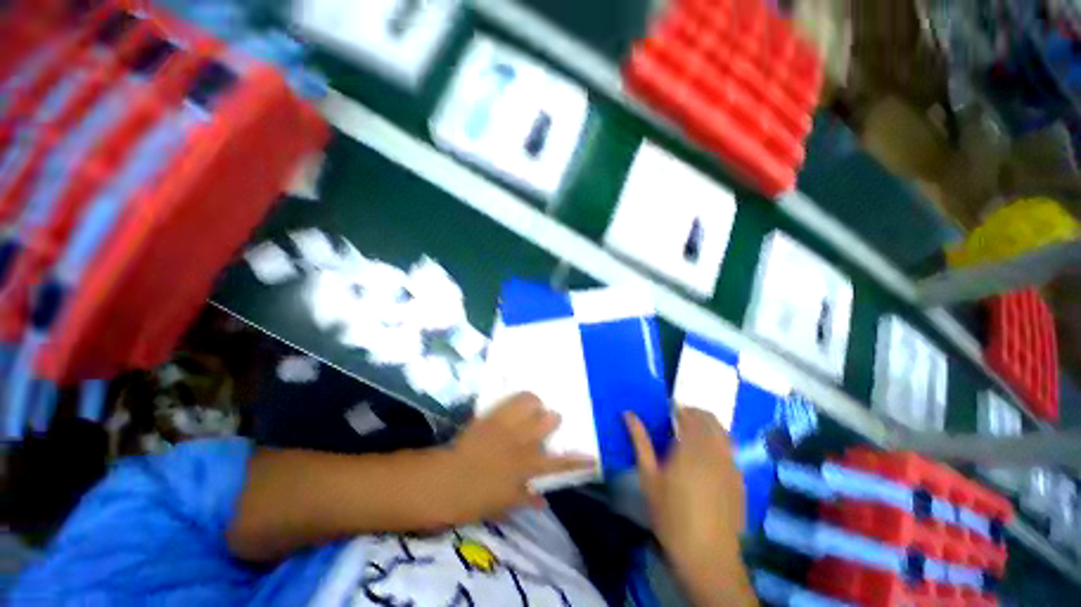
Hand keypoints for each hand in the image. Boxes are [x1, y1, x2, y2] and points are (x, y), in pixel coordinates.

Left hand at [446, 392, 594, 520]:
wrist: (444, 481)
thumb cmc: (474, 499)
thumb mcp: (503, 504)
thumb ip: (526, 499)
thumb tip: (543, 500)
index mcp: (526, 468)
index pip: (559, 463)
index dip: (578, 460)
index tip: (593, 457)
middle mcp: (522, 442)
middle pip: (548, 421)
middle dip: (552, 420)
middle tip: (548, 423)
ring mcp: (506, 426)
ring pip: (531, 403)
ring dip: (535, 405)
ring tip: (533, 408)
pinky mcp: (492, 416)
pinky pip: (510, 400)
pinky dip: (519, 399)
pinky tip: (519, 401)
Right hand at [627, 407, 753, 605]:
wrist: (706, 555)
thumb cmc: (670, 514)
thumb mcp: (648, 476)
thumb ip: (640, 441)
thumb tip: (628, 414)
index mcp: (691, 447)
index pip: (689, 415)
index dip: (679, 408)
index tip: (668, 409)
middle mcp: (715, 451)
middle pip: (709, 419)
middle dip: (694, 413)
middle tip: (678, 419)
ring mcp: (731, 465)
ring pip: (723, 432)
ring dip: (709, 426)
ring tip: (692, 434)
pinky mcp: (739, 480)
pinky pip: (731, 450)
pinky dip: (719, 442)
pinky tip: (708, 456)